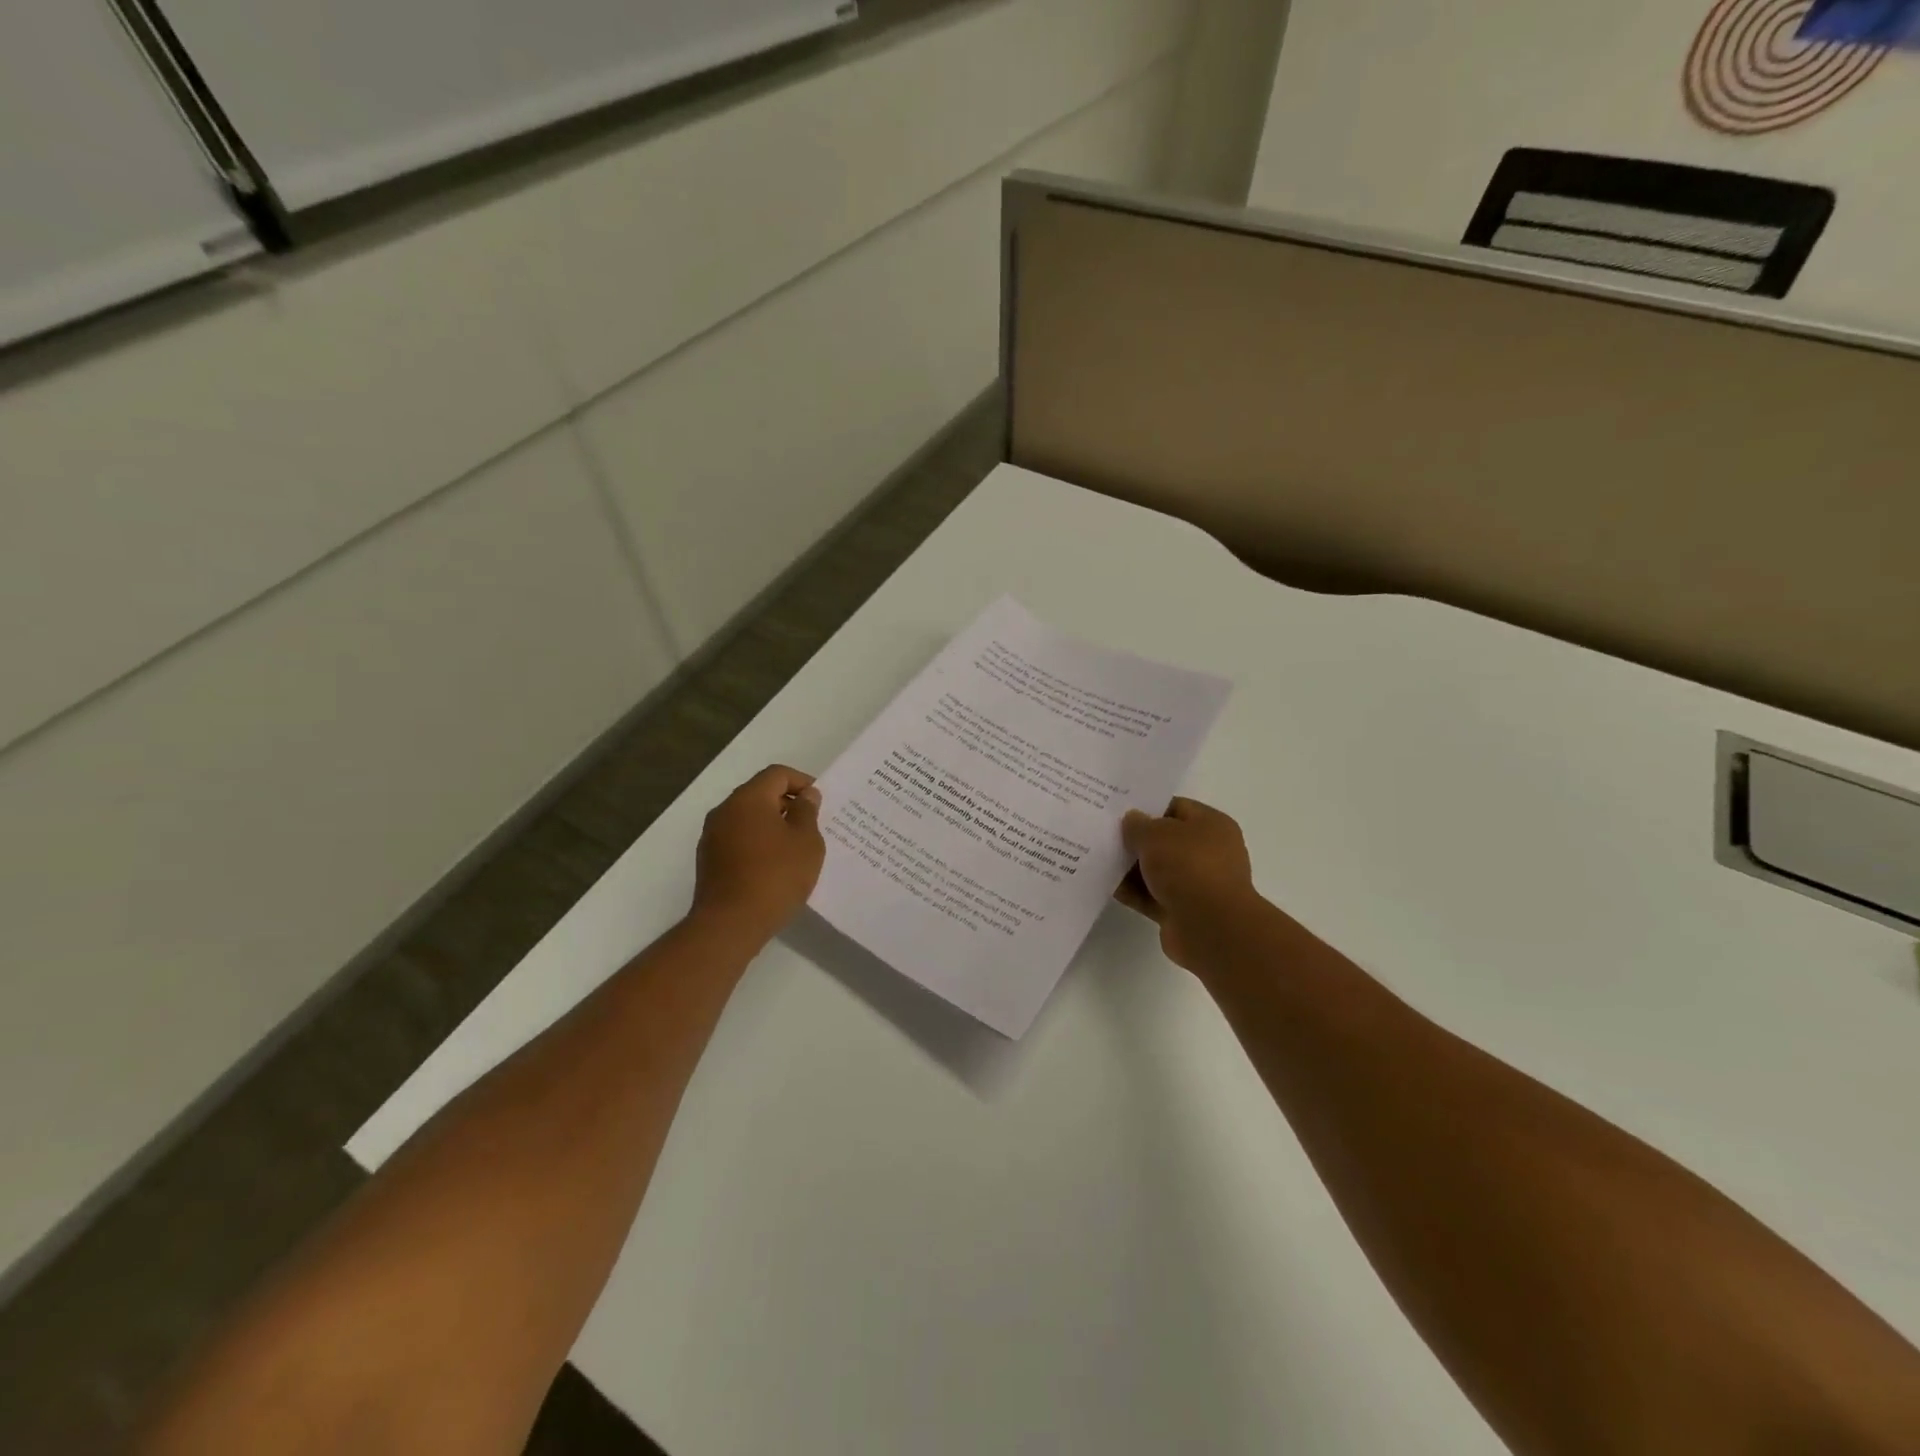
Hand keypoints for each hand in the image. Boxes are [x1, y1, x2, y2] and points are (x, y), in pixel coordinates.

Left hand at [691, 765, 824, 942]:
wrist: (730, 924)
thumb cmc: (775, 876)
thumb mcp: (806, 842)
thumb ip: (807, 812)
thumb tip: (805, 796)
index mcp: (748, 799)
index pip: (777, 774)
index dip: (802, 782)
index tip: (820, 802)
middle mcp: (725, 810)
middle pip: (760, 794)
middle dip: (787, 804)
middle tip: (812, 824)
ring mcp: (712, 836)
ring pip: (748, 818)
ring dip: (772, 825)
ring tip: (795, 847)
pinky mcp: (709, 860)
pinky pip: (738, 839)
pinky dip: (758, 843)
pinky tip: (774, 866)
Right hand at [1115, 797, 1261, 970]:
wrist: (1211, 928)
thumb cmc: (1188, 867)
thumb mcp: (1155, 834)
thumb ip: (1138, 824)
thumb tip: (1132, 820)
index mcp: (1212, 825)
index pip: (1176, 807)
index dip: (1147, 807)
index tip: (1117, 810)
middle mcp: (1209, 852)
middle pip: (1165, 840)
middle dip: (1136, 839)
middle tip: (1103, 833)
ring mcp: (1197, 884)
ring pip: (1157, 870)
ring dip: (1131, 868)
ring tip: (1098, 858)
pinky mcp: (1183, 911)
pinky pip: (1152, 896)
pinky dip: (1133, 893)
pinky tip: (1107, 886)